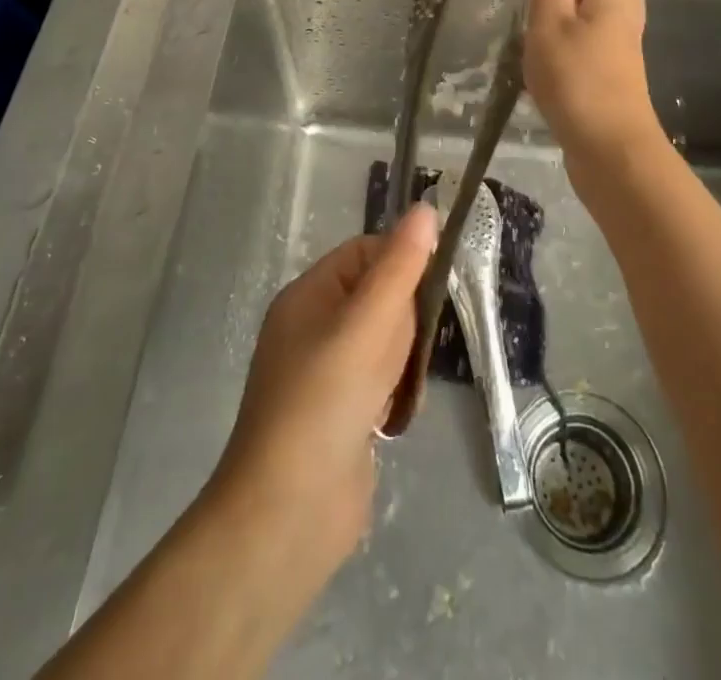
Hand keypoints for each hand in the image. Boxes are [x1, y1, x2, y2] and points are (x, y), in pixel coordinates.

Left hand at [209, 203, 437, 584]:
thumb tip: (425, 208)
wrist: (289, 512)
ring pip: (383, 341)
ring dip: (402, 359)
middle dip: (405, 320)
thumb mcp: (368, 323)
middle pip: (377, 297)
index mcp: (309, 294)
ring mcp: (324, 372)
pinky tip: (396, 414)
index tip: (432, 291)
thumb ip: (400, 267)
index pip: (365, 253)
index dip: (401, 264)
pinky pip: (379, 381)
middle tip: (411, 348)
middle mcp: (313, 326)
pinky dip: (395, 391)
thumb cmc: (326, 400)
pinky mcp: (338, 413)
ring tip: (404, 386)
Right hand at [524, 0, 658, 160]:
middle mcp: (627, 20)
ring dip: (571, 16)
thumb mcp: (550, 24)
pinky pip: (595, 46)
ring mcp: (624, 53)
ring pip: (599, 19)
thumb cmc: (576, 79)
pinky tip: (547, 61)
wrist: (611, 149)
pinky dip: (573, 43)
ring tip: (535, 25)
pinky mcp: (616, 80)